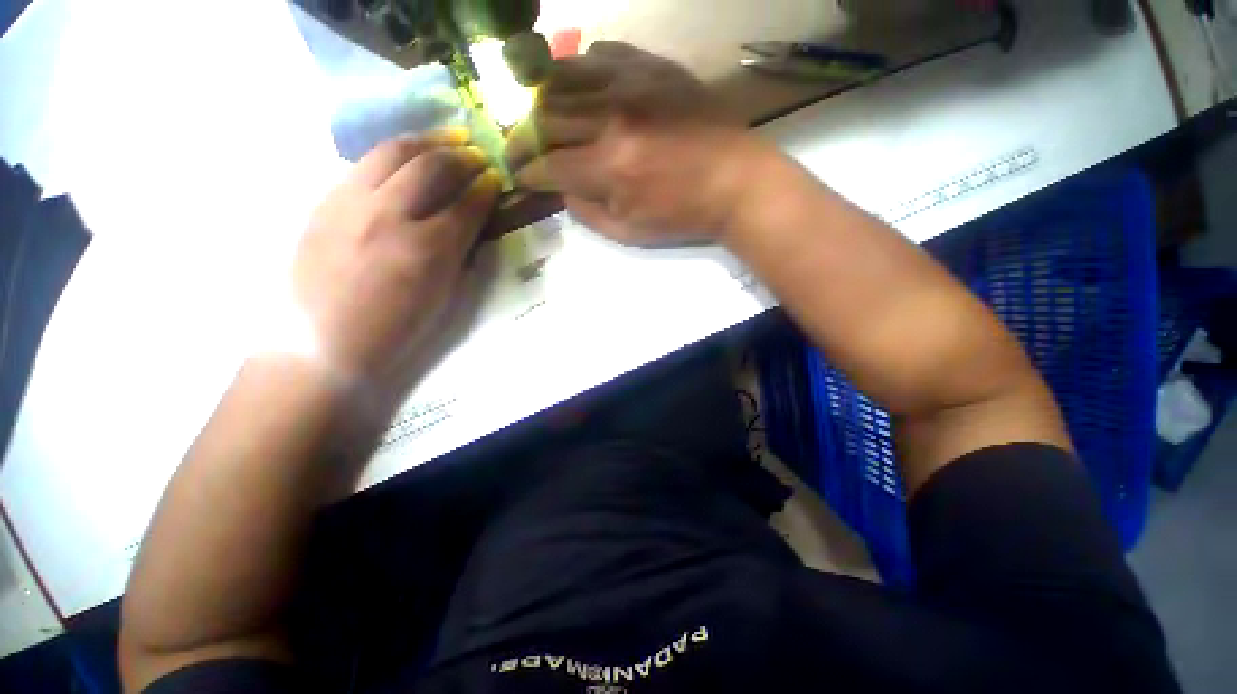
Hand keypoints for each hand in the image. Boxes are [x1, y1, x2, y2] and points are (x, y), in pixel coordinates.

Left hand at [292, 130, 501, 385]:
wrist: (315, 351)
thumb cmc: (381, 341)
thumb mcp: (434, 306)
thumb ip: (456, 255)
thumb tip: (469, 217)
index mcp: (424, 253)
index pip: (468, 203)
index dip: (487, 187)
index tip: (494, 180)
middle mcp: (389, 216)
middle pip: (434, 164)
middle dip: (462, 156)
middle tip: (473, 156)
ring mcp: (352, 204)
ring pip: (395, 151)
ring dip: (427, 141)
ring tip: (442, 142)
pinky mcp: (326, 203)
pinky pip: (363, 165)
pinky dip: (390, 156)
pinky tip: (400, 160)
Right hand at [505, 42, 768, 245]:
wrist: (743, 180)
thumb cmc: (687, 212)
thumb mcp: (628, 231)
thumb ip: (580, 210)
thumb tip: (551, 181)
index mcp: (610, 164)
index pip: (542, 163)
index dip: (523, 171)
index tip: (520, 174)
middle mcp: (614, 116)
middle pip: (543, 117)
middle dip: (523, 137)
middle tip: (524, 147)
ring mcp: (634, 83)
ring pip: (562, 77)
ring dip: (544, 98)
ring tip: (547, 112)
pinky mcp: (653, 66)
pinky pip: (601, 52)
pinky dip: (583, 66)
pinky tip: (586, 85)